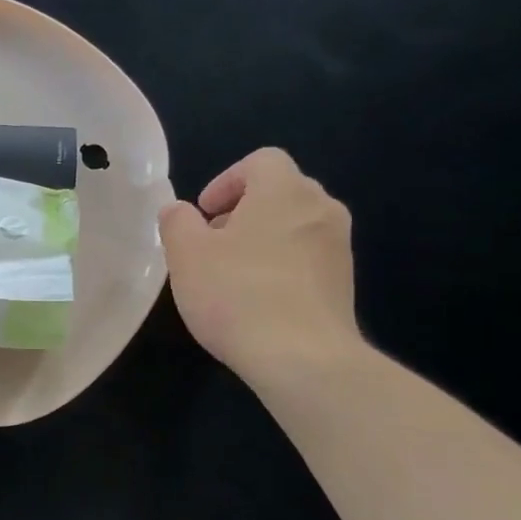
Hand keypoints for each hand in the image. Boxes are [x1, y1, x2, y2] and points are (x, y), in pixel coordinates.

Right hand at [158, 147, 364, 385]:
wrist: (302, 358)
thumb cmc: (237, 294)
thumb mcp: (185, 255)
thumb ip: (176, 222)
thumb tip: (179, 210)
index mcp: (284, 191)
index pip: (260, 161)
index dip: (226, 181)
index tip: (203, 214)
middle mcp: (321, 209)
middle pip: (280, 192)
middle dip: (242, 211)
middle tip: (210, 244)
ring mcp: (338, 247)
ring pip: (294, 226)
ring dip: (261, 240)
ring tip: (230, 275)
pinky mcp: (344, 283)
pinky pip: (306, 258)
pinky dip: (281, 266)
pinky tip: (256, 300)